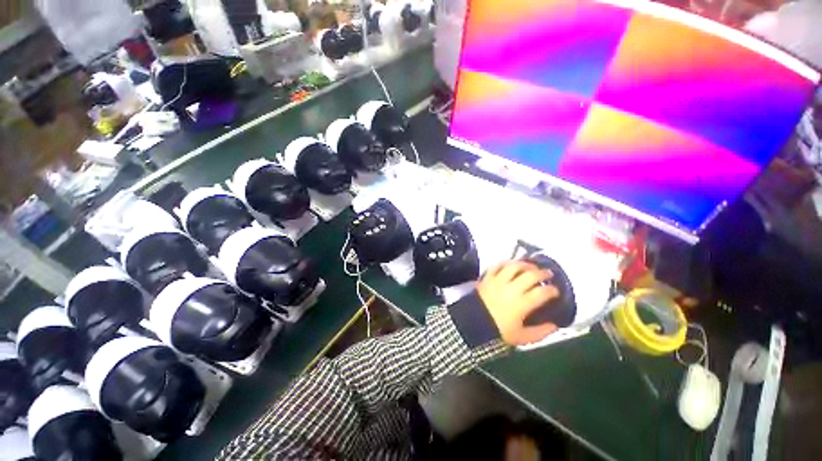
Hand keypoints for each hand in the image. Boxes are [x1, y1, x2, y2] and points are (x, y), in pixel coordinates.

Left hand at [477, 261, 560, 345]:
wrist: (473, 322)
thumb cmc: (498, 330)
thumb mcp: (522, 337)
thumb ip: (541, 332)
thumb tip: (554, 326)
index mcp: (522, 303)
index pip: (542, 292)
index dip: (552, 290)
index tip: (555, 291)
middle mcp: (511, 289)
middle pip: (530, 275)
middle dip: (542, 273)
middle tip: (548, 274)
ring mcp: (498, 281)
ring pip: (514, 266)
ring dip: (525, 264)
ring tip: (531, 266)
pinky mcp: (487, 277)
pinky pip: (497, 265)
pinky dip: (505, 262)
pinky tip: (511, 264)